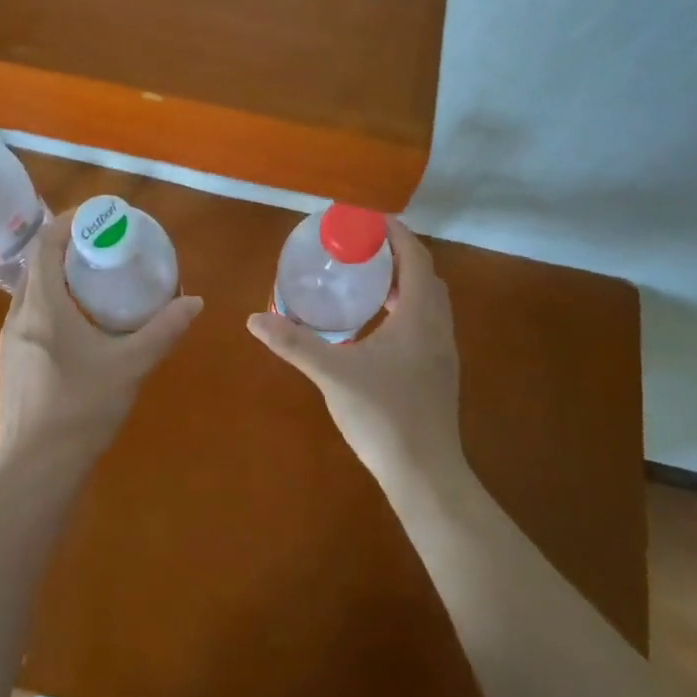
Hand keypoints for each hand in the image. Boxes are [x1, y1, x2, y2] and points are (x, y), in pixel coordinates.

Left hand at [0, 211, 201, 471]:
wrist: (35, 471)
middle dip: (67, 247)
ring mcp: (9, 340)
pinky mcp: (11, 362)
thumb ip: (163, 330)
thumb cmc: (81, 408)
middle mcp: (18, 315)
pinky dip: (51, 302)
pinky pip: (29, 315)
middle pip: (37, 264)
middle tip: (103, 246)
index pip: (46, 244)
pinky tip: (78, 324)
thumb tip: (194, 302)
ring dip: (58, 276)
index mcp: (41, 305)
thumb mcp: (130, 365)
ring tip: (94, 280)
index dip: (69, 222)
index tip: (98, 216)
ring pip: (31, 291)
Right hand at [246, 219, 463, 487]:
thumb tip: (254, 319)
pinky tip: (377, 324)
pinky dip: (406, 307)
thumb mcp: (333, 375)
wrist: (427, 477)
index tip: (367, 219)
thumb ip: (295, 344)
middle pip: (425, 274)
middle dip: (397, 253)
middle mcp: (438, 327)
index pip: (415, 257)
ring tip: (366, 277)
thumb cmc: (384, 417)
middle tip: (361, 246)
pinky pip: (426, 322)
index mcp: (419, 317)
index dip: (395, 232)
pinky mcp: (439, 373)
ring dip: (403, 281)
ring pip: (429, 300)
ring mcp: (442, 352)